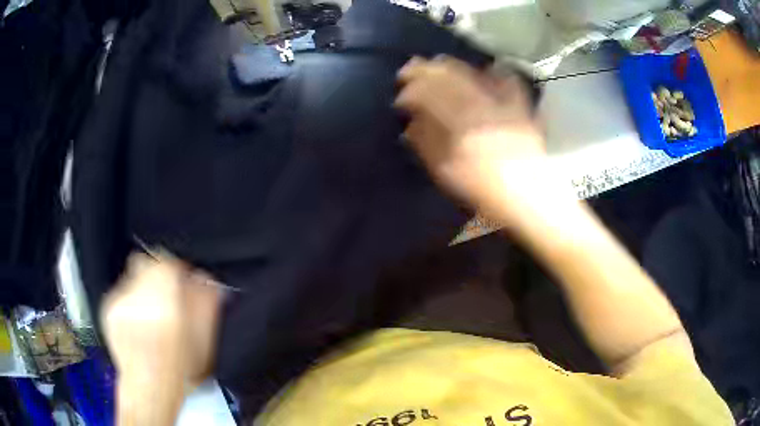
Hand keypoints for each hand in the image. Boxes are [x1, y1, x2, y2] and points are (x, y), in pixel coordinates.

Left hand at [101, 252, 222, 389]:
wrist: (149, 390)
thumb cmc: (180, 371)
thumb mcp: (204, 342)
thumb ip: (205, 304)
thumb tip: (203, 278)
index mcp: (164, 304)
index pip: (165, 262)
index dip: (175, 266)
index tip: (181, 276)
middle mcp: (137, 297)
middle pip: (145, 262)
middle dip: (157, 274)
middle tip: (165, 293)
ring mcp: (118, 302)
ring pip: (132, 276)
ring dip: (143, 286)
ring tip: (151, 312)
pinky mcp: (107, 308)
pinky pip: (121, 291)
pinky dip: (131, 299)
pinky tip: (138, 322)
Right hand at [395, 56, 572, 231]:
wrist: (529, 197)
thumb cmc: (485, 191)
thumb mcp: (448, 174)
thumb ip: (426, 145)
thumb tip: (409, 124)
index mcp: (460, 126)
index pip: (427, 96)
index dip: (410, 92)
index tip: (400, 98)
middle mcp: (480, 108)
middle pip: (448, 78)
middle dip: (425, 71)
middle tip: (410, 69)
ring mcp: (502, 104)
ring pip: (473, 74)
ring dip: (451, 66)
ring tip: (437, 63)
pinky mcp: (520, 107)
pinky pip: (507, 81)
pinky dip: (493, 72)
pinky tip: (485, 68)